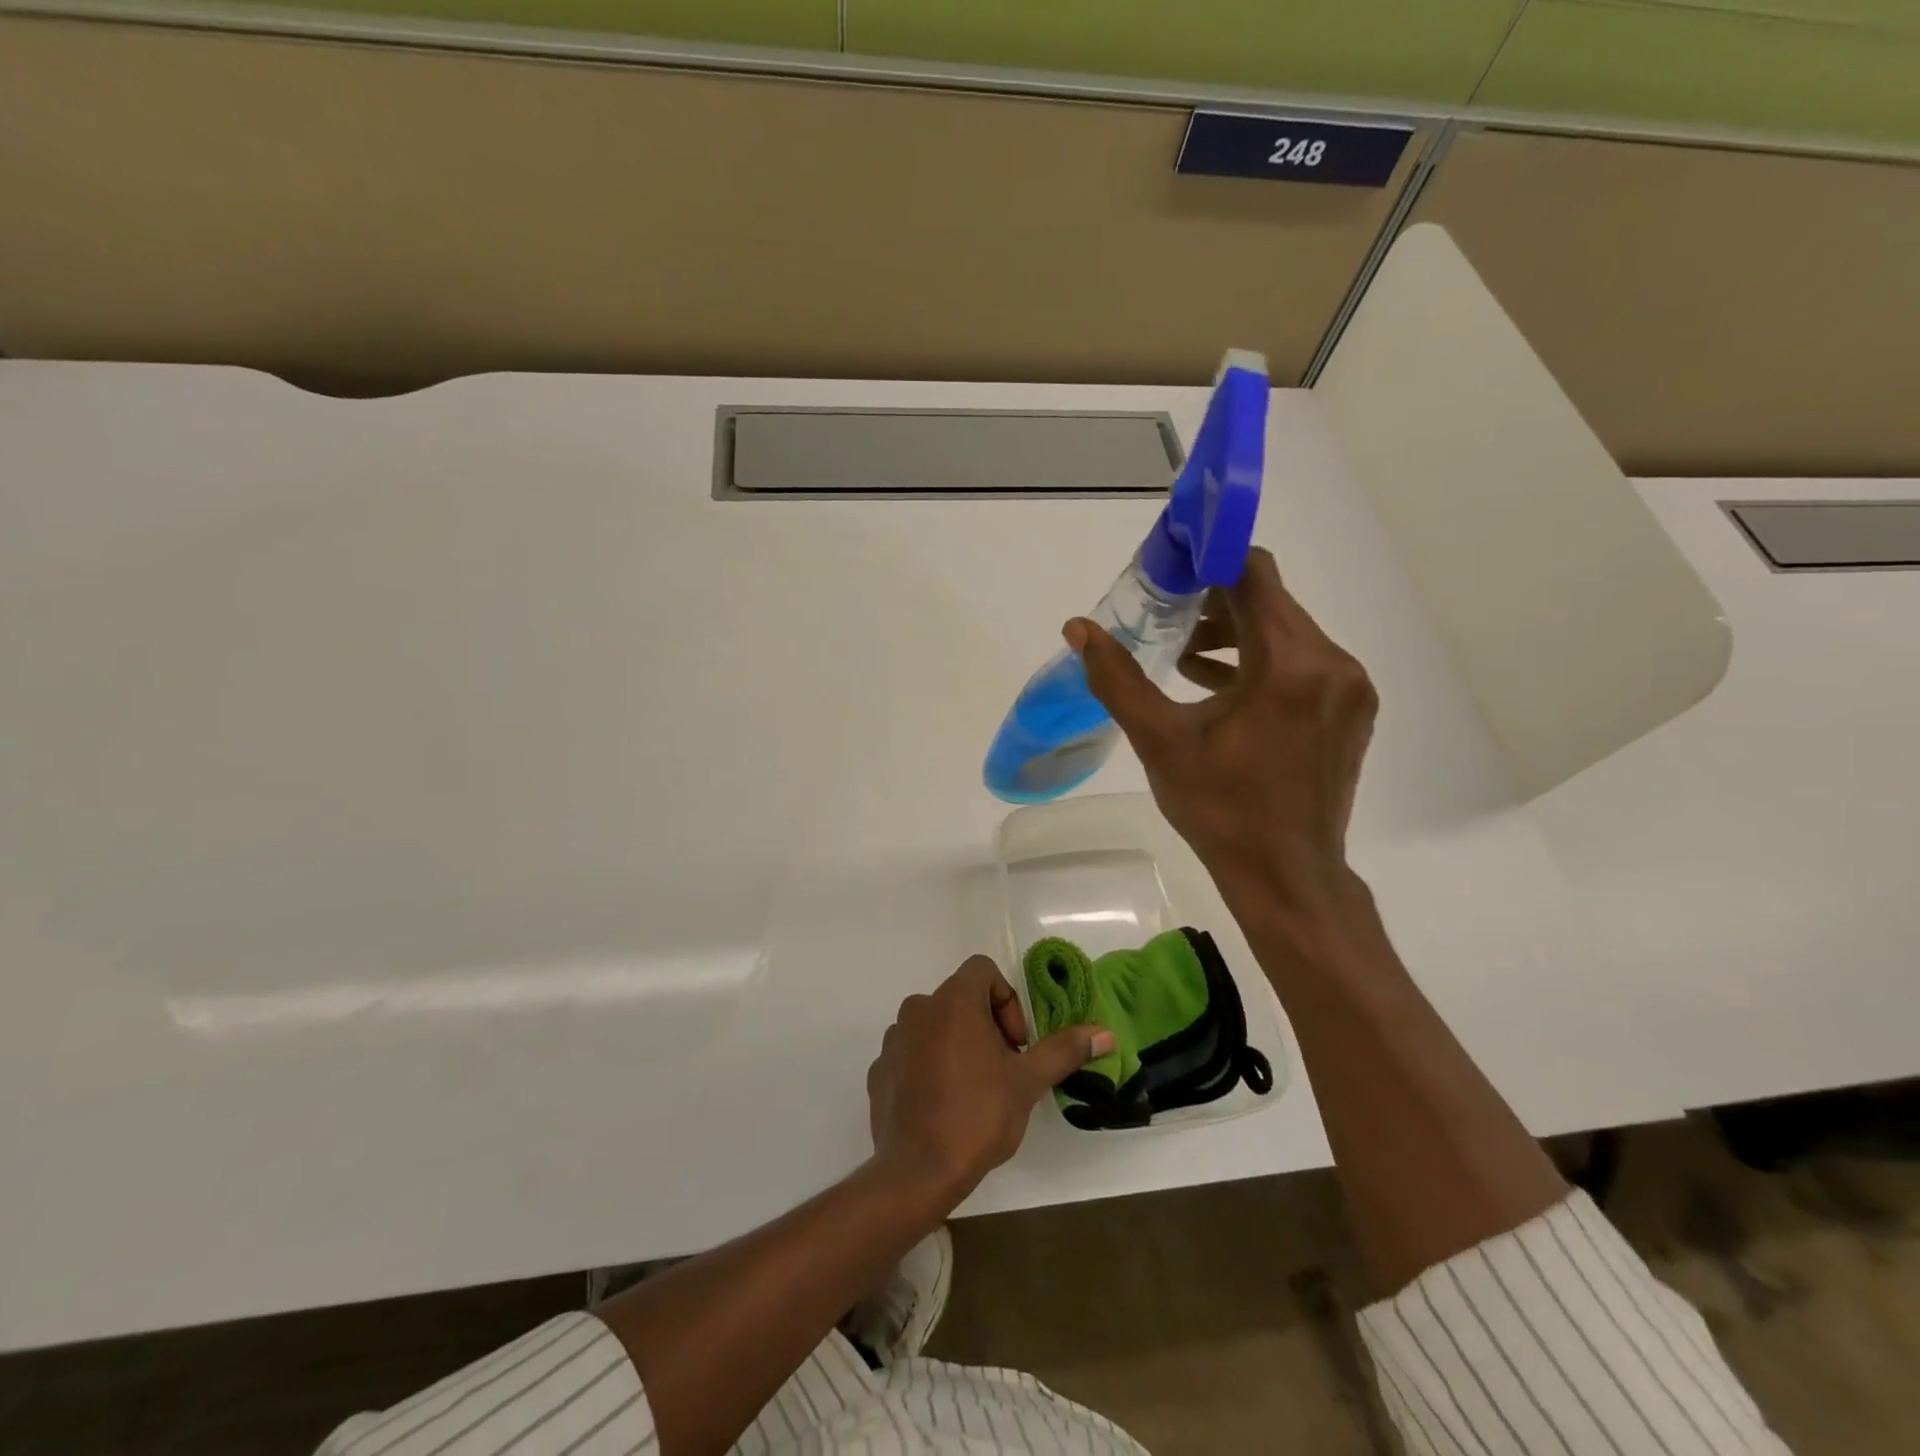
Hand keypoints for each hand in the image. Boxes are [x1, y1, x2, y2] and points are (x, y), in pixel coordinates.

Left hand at [866, 955, 1113, 1202]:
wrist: (917, 1172)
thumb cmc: (977, 1115)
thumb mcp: (1028, 1082)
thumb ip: (1063, 1050)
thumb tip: (1105, 1033)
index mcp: (953, 1001)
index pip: (983, 971)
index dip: (1007, 1001)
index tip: (1016, 1044)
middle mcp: (918, 1009)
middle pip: (960, 1000)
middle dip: (986, 1027)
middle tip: (1002, 1070)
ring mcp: (894, 1040)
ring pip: (935, 1026)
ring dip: (957, 1045)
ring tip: (974, 1090)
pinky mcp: (879, 1070)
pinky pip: (912, 1054)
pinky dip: (929, 1067)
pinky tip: (943, 1105)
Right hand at [1065, 547, 1376, 910]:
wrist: (1286, 875)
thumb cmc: (1220, 809)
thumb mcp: (1160, 741)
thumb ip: (1118, 679)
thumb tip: (1078, 629)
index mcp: (1288, 665)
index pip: (1252, 575)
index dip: (1209, 561)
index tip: (1169, 570)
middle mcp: (1331, 663)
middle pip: (1270, 602)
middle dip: (1214, 603)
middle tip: (1164, 618)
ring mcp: (1348, 688)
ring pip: (1286, 632)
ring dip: (1235, 633)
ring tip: (1182, 656)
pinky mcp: (1350, 710)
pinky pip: (1301, 663)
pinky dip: (1259, 662)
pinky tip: (1215, 684)